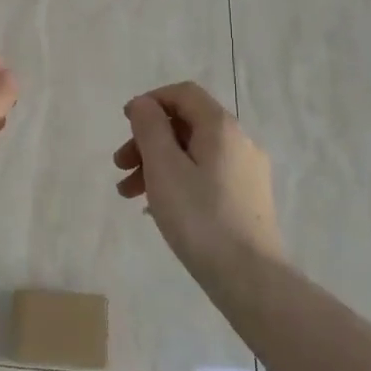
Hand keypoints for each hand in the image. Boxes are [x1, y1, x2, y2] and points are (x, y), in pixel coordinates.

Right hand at [113, 82, 280, 266]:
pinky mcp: (247, 198)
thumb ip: (150, 128)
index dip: (151, 101)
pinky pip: (205, 175)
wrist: (249, 277)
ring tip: (128, 193)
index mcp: (221, 128)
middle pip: (186, 124)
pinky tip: (157, 207)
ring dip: (157, 164)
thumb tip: (145, 104)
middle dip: (148, 139)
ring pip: (193, 153)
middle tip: (120, 166)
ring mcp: (246, 171)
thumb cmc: (199, 217)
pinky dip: (177, 180)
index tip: (125, 123)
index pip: (184, 94)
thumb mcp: (164, 167)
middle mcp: (239, 142)